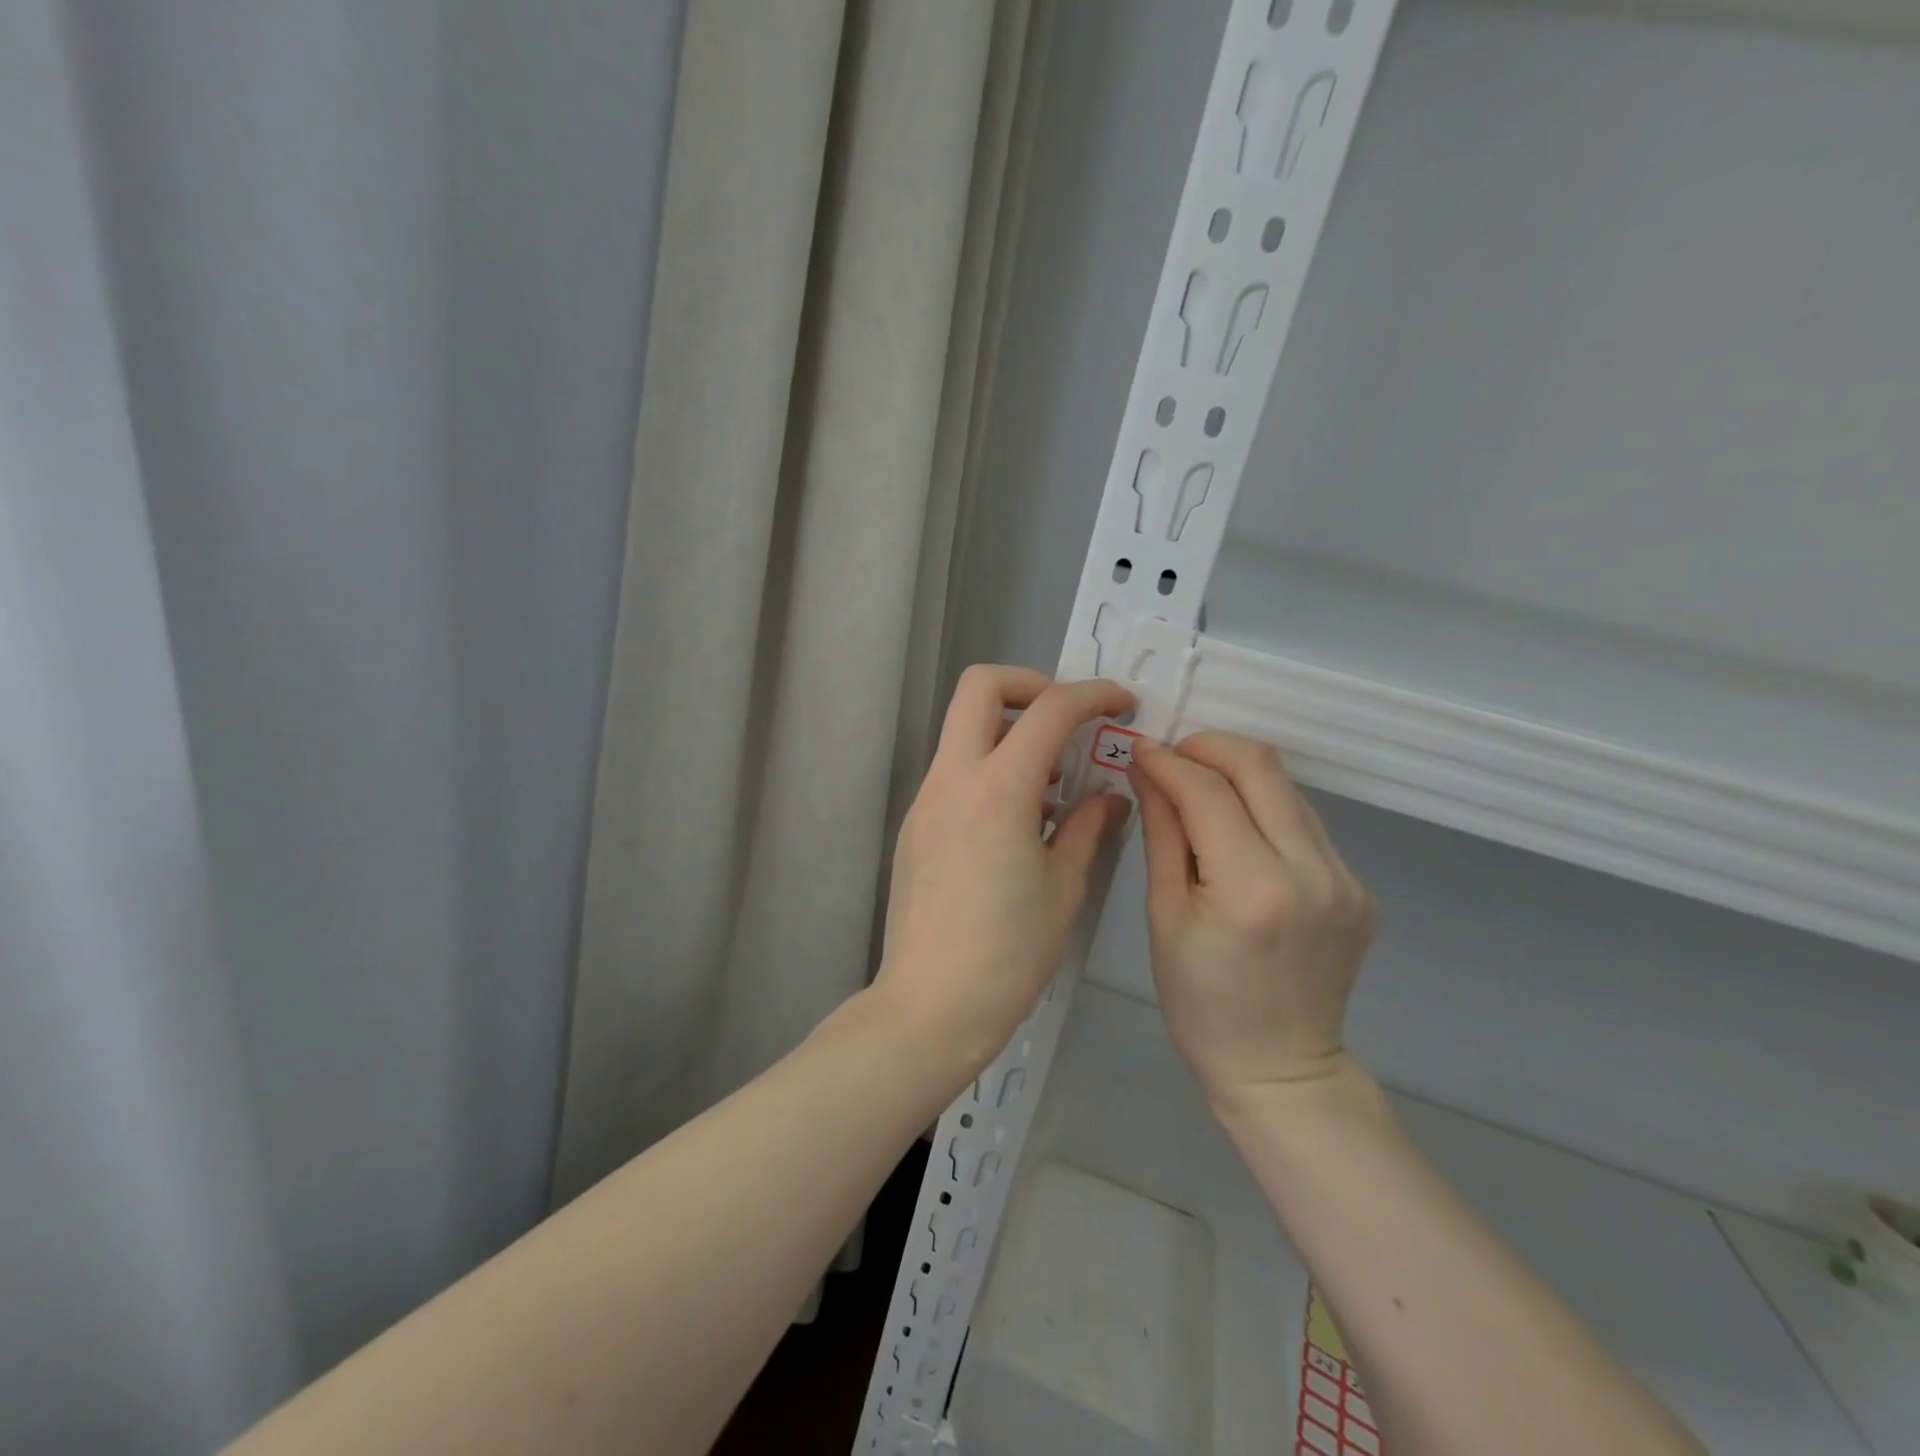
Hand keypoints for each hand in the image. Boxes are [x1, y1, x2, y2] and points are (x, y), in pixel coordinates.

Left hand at [873, 665, 1133, 1078]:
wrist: (930, 1006)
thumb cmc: (1008, 954)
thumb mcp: (1064, 889)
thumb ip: (1089, 827)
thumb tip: (1108, 795)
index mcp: (998, 790)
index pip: (1050, 710)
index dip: (1093, 695)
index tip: (1121, 705)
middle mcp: (953, 779)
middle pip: (981, 686)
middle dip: (1032, 685)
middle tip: (1068, 722)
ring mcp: (926, 800)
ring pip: (963, 728)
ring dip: (1010, 731)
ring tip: (1051, 784)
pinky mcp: (915, 824)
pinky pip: (955, 770)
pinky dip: (990, 768)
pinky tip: (1018, 821)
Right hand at [1129, 732, 1376, 1108]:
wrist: (1280, 1068)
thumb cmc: (1201, 1003)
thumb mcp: (1164, 917)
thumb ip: (1162, 834)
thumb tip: (1148, 770)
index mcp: (1253, 890)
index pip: (1208, 792)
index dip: (1169, 762)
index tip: (1140, 749)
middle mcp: (1312, 872)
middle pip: (1262, 768)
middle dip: (1209, 747)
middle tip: (1172, 757)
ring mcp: (1346, 879)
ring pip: (1288, 790)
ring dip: (1238, 775)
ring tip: (1197, 790)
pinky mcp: (1359, 887)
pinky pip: (1305, 824)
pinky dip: (1264, 811)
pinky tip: (1237, 832)